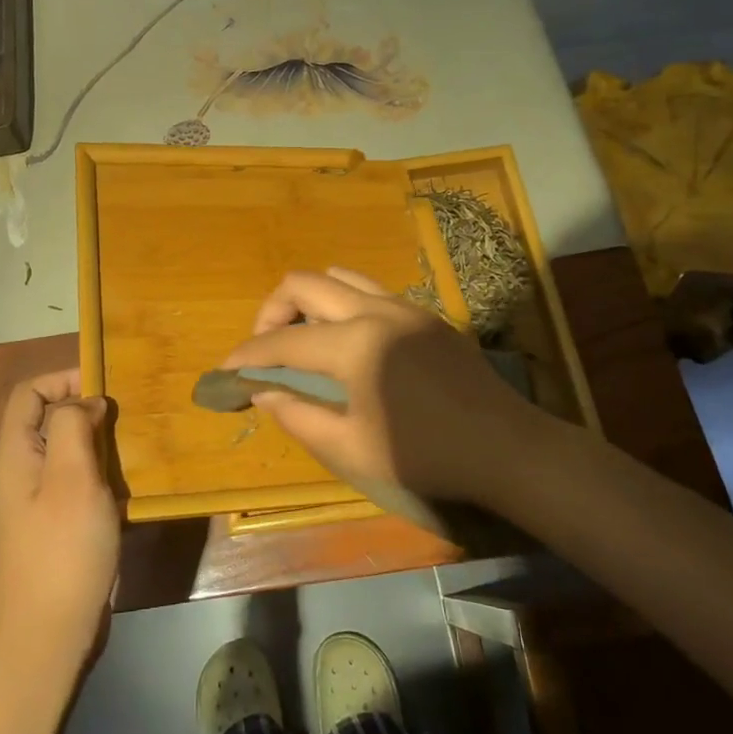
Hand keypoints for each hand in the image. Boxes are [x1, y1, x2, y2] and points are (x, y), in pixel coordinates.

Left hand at [0, 369, 119, 677]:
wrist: (50, 634)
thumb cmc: (62, 549)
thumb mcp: (71, 477)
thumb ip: (73, 425)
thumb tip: (87, 402)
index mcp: (16, 452)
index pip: (30, 391)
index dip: (64, 378)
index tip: (105, 388)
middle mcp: (23, 469)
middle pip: (49, 417)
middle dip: (87, 408)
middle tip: (127, 417)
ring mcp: (39, 498)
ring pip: (68, 448)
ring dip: (99, 441)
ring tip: (133, 445)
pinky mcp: (58, 522)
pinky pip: (79, 479)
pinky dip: (102, 471)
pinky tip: (128, 482)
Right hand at [222, 268, 574, 507]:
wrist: (506, 447)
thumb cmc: (426, 455)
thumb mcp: (352, 449)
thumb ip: (300, 417)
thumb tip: (263, 393)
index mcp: (354, 344)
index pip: (283, 342)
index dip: (247, 355)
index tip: (226, 371)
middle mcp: (374, 310)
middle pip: (303, 284)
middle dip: (271, 312)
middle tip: (265, 349)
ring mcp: (403, 307)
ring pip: (338, 277)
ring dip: (309, 301)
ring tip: (304, 339)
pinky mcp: (425, 315)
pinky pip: (369, 291)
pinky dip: (342, 306)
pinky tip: (347, 344)